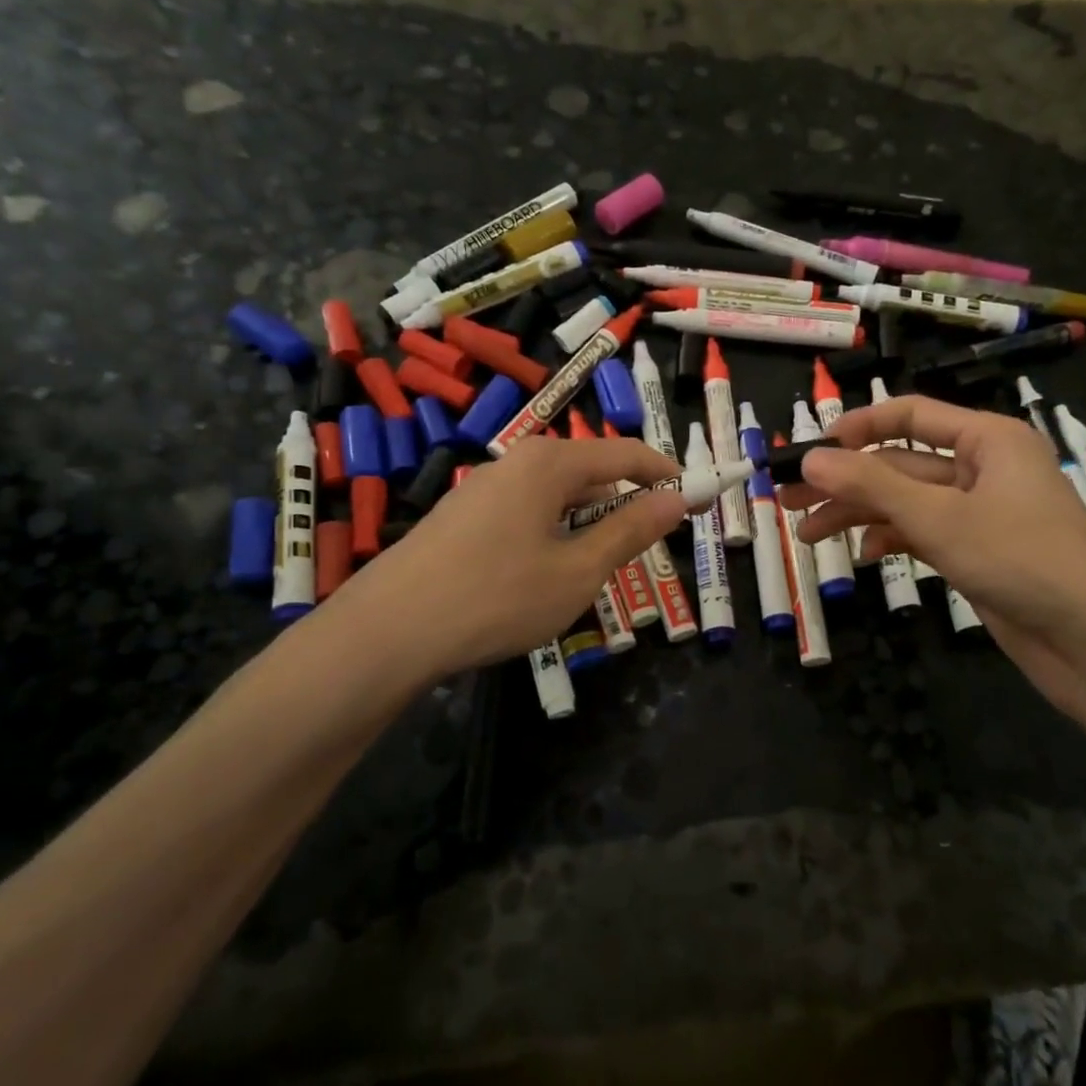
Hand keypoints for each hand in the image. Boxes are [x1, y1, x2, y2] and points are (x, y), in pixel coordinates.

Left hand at [354, 435, 685, 671]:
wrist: (389, 631)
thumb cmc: (497, 597)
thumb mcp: (579, 570)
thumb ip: (630, 530)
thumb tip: (677, 500)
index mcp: (549, 464)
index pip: (626, 453)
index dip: (666, 474)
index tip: (696, 499)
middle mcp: (515, 463)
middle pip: (589, 470)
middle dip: (626, 501)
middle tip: (652, 541)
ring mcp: (483, 490)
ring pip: (556, 496)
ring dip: (589, 522)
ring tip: (602, 564)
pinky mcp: (462, 518)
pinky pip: (526, 513)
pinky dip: (554, 533)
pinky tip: (547, 573)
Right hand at [779, 395, 1085, 723]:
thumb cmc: (1021, 559)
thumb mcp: (939, 517)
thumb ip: (871, 485)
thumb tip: (811, 458)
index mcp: (987, 439)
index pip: (909, 416)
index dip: (856, 428)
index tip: (810, 451)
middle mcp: (983, 468)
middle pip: (900, 464)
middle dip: (845, 482)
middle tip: (787, 501)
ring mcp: (981, 513)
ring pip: (907, 503)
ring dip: (859, 515)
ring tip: (807, 535)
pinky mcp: (978, 552)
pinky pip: (924, 534)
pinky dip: (893, 540)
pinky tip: (865, 555)